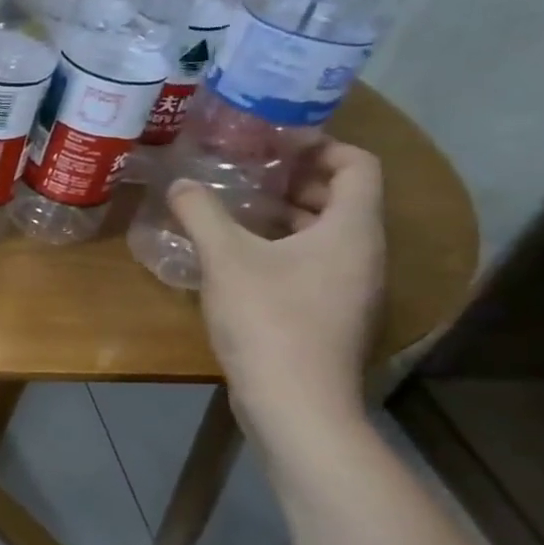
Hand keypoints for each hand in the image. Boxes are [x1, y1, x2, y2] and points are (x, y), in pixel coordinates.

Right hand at [168, 141, 385, 440]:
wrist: (296, 403)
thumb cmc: (269, 319)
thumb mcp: (226, 258)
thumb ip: (202, 213)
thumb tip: (180, 184)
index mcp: (352, 230)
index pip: (358, 165)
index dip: (322, 145)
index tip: (274, 141)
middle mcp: (363, 254)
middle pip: (342, 198)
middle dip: (295, 179)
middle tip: (246, 170)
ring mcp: (350, 288)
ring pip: (326, 233)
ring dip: (286, 215)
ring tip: (235, 209)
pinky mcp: (330, 314)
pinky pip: (313, 263)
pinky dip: (282, 247)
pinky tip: (237, 256)